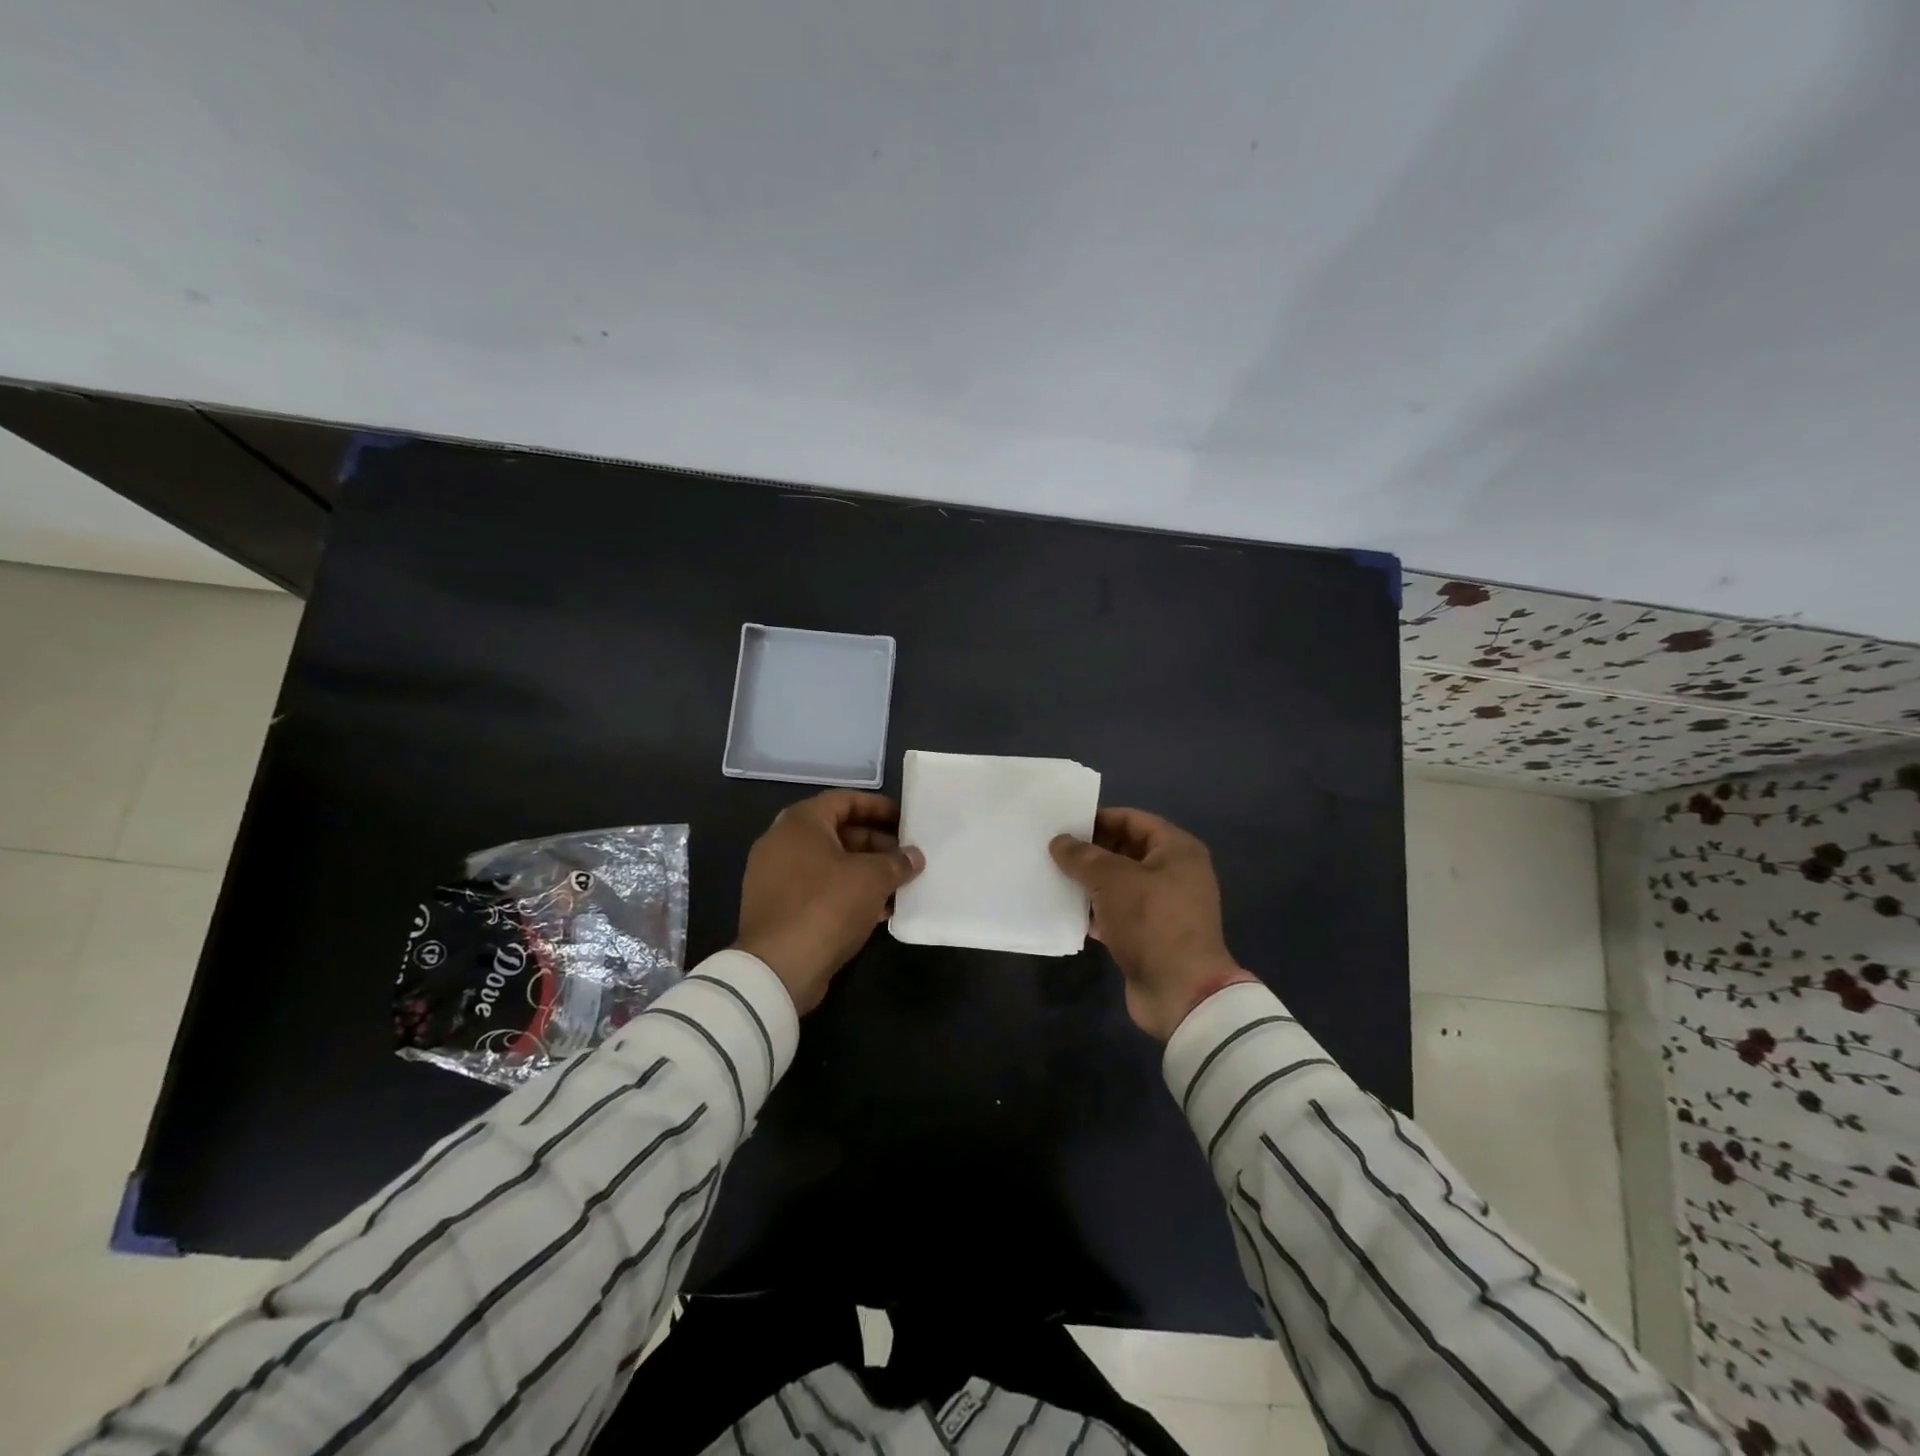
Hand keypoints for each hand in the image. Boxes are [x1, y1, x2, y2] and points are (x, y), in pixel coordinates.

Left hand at [734, 790, 924, 1013]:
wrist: (778, 968)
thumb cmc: (827, 905)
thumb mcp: (872, 878)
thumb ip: (897, 862)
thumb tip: (914, 857)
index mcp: (800, 822)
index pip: (845, 800)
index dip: (878, 807)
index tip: (905, 821)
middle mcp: (782, 842)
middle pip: (837, 832)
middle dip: (876, 844)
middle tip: (906, 858)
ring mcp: (775, 877)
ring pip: (830, 864)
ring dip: (865, 872)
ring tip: (899, 885)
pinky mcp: (778, 908)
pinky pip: (818, 889)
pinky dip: (846, 893)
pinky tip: (878, 910)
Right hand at [1050, 808, 1254, 1040]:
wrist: (1180, 992)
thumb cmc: (1151, 921)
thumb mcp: (1112, 880)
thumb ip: (1082, 856)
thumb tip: (1059, 842)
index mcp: (1177, 850)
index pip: (1133, 820)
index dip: (1099, 818)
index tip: (1064, 823)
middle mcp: (1175, 873)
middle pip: (1126, 851)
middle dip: (1090, 851)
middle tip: (1053, 851)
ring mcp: (1164, 907)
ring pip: (1119, 884)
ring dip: (1089, 882)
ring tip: (1052, 877)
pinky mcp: (1150, 936)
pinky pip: (1118, 913)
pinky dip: (1095, 911)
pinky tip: (1066, 911)